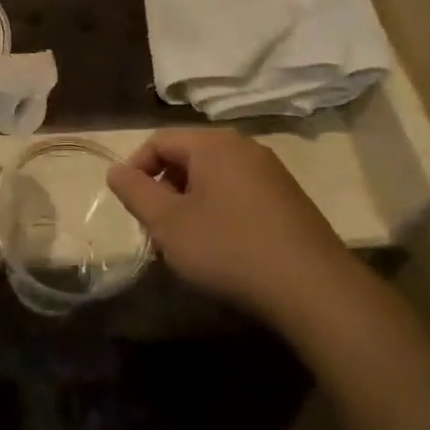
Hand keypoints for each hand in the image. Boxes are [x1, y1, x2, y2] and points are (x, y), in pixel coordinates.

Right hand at [107, 129, 347, 322]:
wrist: (314, 288)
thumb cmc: (229, 248)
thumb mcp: (169, 223)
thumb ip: (136, 192)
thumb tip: (116, 170)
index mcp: (212, 143)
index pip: (159, 140)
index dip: (136, 168)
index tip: (129, 205)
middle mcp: (243, 146)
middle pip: (188, 156)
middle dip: (164, 188)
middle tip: (156, 228)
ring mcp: (271, 172)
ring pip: (214, 177)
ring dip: (191, 202)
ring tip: (186, 242)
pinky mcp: (289, 199)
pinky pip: (239, 192)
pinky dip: (220, 211)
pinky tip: (222, 248)